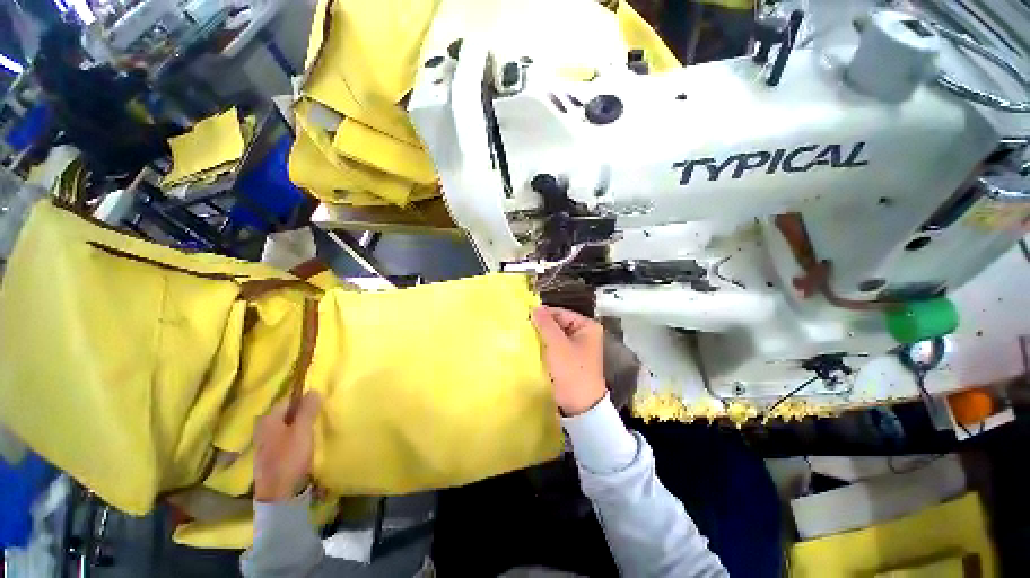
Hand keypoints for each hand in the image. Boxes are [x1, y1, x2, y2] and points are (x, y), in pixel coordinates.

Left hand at [253, 391, 320, 502]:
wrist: (279, 493)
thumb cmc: (290, 457)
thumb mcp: (303, 430)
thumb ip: (308, 409)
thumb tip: (313, 389)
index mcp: (268, 419)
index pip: (288, 399)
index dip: (304, 399)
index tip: (320, 402)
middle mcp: (263, 428)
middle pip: (286, 413)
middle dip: (302, 412)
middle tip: (320, 413)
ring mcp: (265, 443)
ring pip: (286, 426)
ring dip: (300, 425)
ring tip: (315, 427)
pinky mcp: (270, 455)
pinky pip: (285, 438)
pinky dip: (295, 436)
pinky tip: (305, 441)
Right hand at [532, 306, 605, 416]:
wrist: (579, 406)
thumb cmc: (571, 370)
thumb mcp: (557, 344)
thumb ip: (545, 324)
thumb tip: (534, 307)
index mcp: (587, 326)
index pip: (560, 313)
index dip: (543, 314)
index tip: (524, 316)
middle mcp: (584, 334)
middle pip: (558, 324)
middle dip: (541, 326)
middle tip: (522, 327)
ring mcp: (577, 347)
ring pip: (555, 336)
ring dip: (541, 337)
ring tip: (524, 336)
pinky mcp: (570, 359)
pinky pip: (555, 347)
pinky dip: (544, 347)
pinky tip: (531, 347)